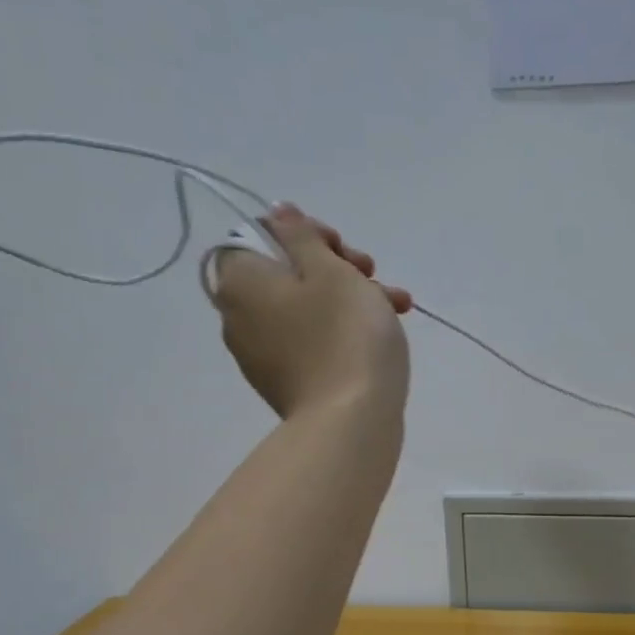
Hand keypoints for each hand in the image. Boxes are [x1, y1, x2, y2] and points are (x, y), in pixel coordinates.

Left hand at [207, 204, 411, 419]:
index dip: (307, 235)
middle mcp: (238, 316)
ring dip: (349, 298)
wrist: (352, 421)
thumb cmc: (345, 335)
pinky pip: (311, 341)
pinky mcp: (286, 382)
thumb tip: (277, 212)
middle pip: (286, 272)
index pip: (262, 235)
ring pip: (305, 308)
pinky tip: (382, 334)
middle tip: (373, 274)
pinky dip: (340, 330)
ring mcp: (261, 354)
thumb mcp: (331, 271)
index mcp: (239, 281)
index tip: (343, 249)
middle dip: (337, 268)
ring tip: (397, 306)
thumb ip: (302, 236)